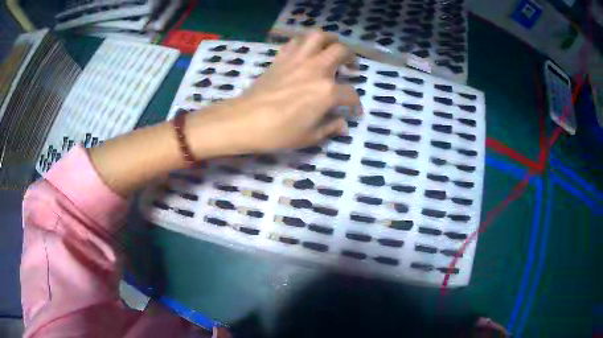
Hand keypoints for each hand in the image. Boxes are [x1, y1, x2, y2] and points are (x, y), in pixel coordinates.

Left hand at [186, 31, 362, 155]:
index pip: (350, 94)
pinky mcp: (281, 58)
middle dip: (351, 57)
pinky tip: (306, 51)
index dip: (355, 104)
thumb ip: (330, 128)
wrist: (245, 120)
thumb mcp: (309, 137)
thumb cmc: (278, 132)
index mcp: (327, 92)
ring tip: (331, 47)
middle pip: (340, 51)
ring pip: (318, 36)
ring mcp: (298, 60)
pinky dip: (304, 42)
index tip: (354, 111)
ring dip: (329, 39)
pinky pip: (295, 42)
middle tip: (351, 66)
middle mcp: (316, 69)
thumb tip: (342, 125)